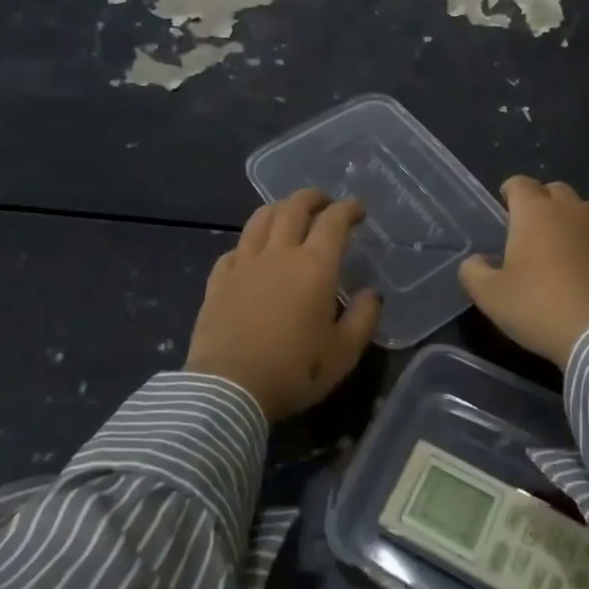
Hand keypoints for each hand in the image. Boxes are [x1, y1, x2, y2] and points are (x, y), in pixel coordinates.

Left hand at [185, 189, 381, 421]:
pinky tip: (251, 254)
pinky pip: (234, 249)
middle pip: (293, 207)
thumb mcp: (344, 353)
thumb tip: (371, 294)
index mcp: (314, 266)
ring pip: (260, 219)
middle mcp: (279, 254)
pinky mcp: (218, 281)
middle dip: (312, 198)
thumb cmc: (294, 371)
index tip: (358, 210)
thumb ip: (363, 318)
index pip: (334, 221)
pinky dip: (249, 243)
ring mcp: (244, 264)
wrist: (228, 389)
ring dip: (279, 209)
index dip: (348, 209)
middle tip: (324, 203)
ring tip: (288, 214)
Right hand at [459, 176, 588, 367]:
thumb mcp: (490, 295)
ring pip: (583, 210)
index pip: (520, 183)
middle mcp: (571, 212)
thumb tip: (476, 261)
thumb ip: (474, 272)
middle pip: (555, 190)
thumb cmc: (538, 307)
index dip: (510, 191)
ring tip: (557, 244)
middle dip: (541, 201)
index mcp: (536, 213)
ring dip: (568, 219)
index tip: (504, 206)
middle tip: (529, 226)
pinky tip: (581, 271)